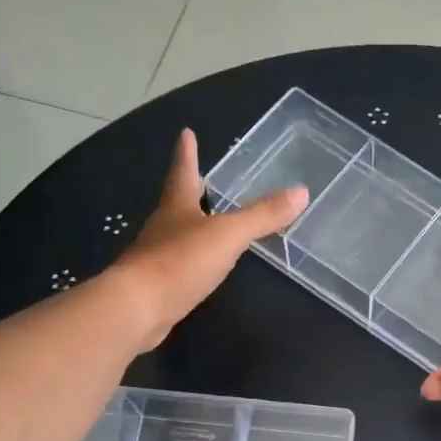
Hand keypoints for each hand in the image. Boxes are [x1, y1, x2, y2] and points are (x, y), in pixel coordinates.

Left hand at [108, 128, 306, 351]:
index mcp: (177, 206)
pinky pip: (180, 264)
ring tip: (209, 221)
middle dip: (190, 189)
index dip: (188, 153)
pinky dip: (193, 259)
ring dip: (193, 224)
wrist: (138, 307)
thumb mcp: (228, 235)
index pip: (184, 171)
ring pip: (178, 233)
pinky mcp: (158, 285)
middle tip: (201, 177)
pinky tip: (203, 266)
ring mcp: (157, 256)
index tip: (186, 133)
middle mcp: (164, 226)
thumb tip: (302, 191)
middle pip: (178, 201)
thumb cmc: (181, 261)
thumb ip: (263, 216)